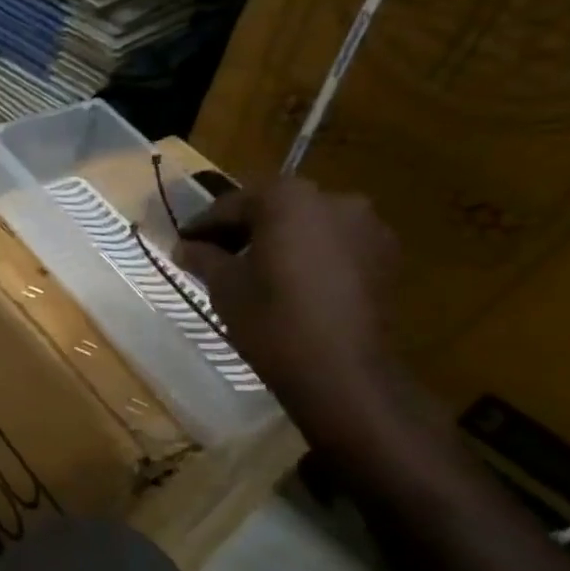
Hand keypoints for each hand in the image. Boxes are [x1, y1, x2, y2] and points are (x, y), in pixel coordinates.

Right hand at [172, 178, 401, 445]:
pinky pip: (335, 245)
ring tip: (256, 271)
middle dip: (244, 229)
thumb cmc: (271, 321)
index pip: (233, 204)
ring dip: (280, 241)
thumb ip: (204, 257)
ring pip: (308, 225)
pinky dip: (311, 256)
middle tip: (216, 255)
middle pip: (275, 208)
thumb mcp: (224, 287)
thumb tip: (186, 246)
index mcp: (287, 199)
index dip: (204, 225)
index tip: (184, 244)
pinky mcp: (386, 256)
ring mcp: (367, 226)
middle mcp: (333, 199)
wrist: (342, 371)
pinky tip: (293, 284)